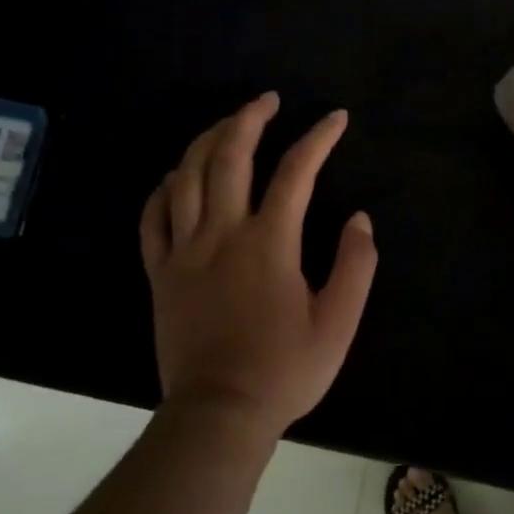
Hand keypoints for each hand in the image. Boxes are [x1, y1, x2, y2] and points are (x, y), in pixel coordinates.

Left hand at [140, 94, 377, 440]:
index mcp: (269, 242)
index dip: (318, 138)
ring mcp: (184, 251)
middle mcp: (222, 234)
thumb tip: (360, 219)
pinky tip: (173, 177)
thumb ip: (356, 266)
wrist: (219, 414)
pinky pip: (152, 218)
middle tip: (267, 99)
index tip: (335, 118)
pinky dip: (162, 190)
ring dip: (206, 141)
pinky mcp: (160, 273)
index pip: (296, 172)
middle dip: (249, 119)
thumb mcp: (339, 323)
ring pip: (186, 177)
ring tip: (226, 125)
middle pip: (229, 157)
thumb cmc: (285, 370)